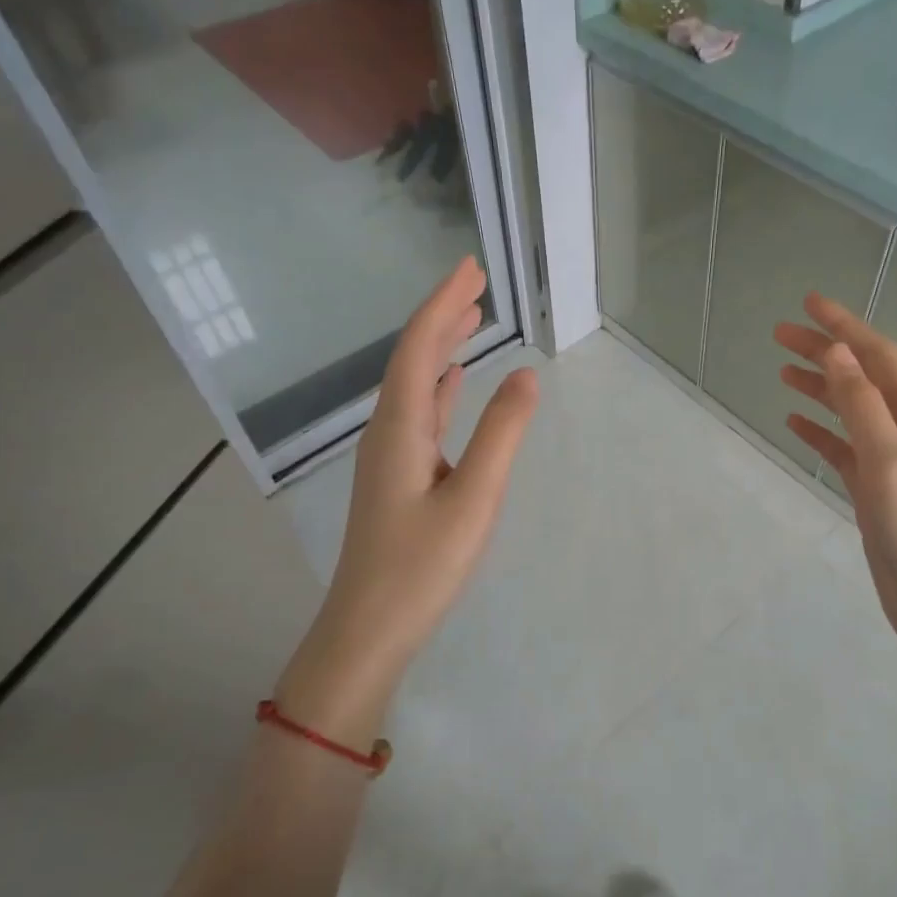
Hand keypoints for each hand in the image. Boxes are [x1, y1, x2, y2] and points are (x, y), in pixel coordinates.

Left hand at [275, 257, 538, 739]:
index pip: (420, 347)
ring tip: (471, 319)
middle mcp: (388, 431)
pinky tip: (453, 382)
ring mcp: (390, 455)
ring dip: (441, 347)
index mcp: (401, 428)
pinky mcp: (398, 477)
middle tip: (476, 282)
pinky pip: (420, 413)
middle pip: (413, 358)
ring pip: (416, 384)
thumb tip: (527, 376)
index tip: (471, 268)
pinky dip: (439, 387)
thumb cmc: (422, 567)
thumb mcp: (473, 499)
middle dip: (442, 315)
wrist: (369, 629)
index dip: (444, 303)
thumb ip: (501, 435)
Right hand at [775, 293, 896, 712]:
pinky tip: (795, 422)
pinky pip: (842, 448)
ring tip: (781, 370)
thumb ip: (863, 407)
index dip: (845, 326)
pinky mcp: (873, 493)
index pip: (878, 357)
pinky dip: (819, 430)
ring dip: (819, 386)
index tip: (808, 304)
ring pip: (849, 411)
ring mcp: (889, 464)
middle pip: (861, 377)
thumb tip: (837, 352)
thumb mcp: (890, 463)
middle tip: (779, 334)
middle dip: (825, 351)